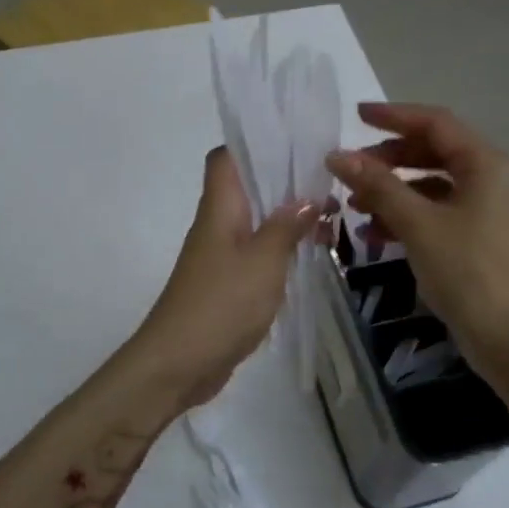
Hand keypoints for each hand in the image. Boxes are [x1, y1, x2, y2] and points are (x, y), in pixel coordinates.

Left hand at [127, 148, 320, 411]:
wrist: (178, 363)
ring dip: (288, 218)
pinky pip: (256, 253)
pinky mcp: (227, 283)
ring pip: (256, 222)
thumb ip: (286, 226)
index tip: (295, 144)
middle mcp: (217, 224)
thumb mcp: (264, 261)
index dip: (255, 144)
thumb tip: (307, 198)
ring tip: (330, 220)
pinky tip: (309, 256)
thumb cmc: (221, 303)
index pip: (226, 158)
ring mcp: (220, 255)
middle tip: (328, 185)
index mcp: (220, 208)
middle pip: (248, 188)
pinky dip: (281, 249)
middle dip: (286, 182)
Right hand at [326, 103, 508, 385]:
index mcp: (489, 165)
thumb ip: (377, 185)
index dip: (394, 116)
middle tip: (351, 170)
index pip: (437, 124)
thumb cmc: (468, 272)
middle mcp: (496, 180)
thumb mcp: (418, 224)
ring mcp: (493, 212)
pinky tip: (376, 236)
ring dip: (394, 192)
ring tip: (355, 207)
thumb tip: (337, 156)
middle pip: (435, 154)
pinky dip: (410, 217)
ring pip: (435, 187)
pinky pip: (442, 214)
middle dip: (389, 160)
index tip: (355, 117)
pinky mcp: (485, 240)